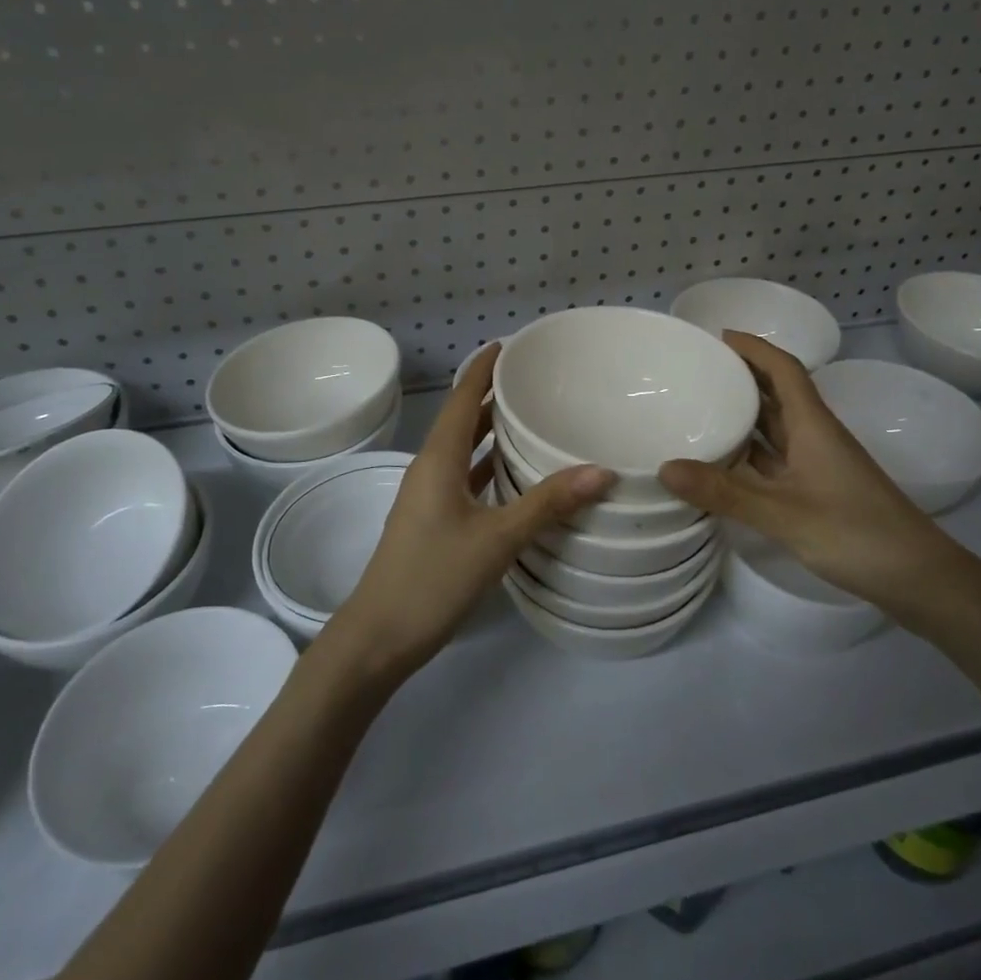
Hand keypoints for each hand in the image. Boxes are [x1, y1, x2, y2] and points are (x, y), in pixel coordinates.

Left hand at [326, 345, 615, 682]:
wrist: (379, 636)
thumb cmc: (433, 577)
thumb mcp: (496, 539)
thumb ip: (547, 503)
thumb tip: (601, 470)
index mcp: (438, 458)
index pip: (461, 397)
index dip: (482, 368)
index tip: (510, 344)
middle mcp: (430, 467)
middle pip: (462, 418)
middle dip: (491, 394)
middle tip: (534, 378)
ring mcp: (429, 495)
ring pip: (463, 448)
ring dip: (490, 429)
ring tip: (531, 415)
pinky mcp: (433, 519)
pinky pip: (464, 476)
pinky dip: (487, 464)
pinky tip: (515, 472)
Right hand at [657, 332, 966, 610]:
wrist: (920, 579)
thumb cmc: (855, 533)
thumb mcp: (783, 513)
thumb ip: (724, 492)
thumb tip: (664, 467)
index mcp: (813, 425)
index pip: (783, 368)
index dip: (754, 347)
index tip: (717, 336)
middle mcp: (816, 436)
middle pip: (778, 392)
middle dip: (742, 375)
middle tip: (698, 370)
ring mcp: (819, 465)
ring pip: (776, 427)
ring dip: (745, 413)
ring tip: (701, 407)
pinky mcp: (819, 490)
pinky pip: (776, 458)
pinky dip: (750, 452)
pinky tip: (724, 462)